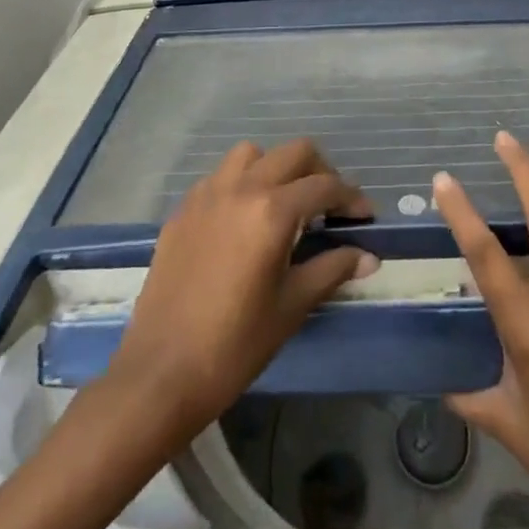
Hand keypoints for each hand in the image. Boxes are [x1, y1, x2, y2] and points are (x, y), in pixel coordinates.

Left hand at [111, 139, 378, 429]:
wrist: (159, 375)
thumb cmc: (234, 345)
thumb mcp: (292, 307)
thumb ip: (332, 269)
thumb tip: (369, 257)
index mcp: (272, 211)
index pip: (324, 186)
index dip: (351, 197)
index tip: (364, 216)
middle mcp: (242, 188)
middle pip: (294, 152)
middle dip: (320, 171)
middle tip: (330, 205)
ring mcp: (208, 194)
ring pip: (252, 154)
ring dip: (276, 168)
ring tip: (284, 202)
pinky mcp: (183, 210)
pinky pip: (220, 176)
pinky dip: (242, 183)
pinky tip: (244, 219)